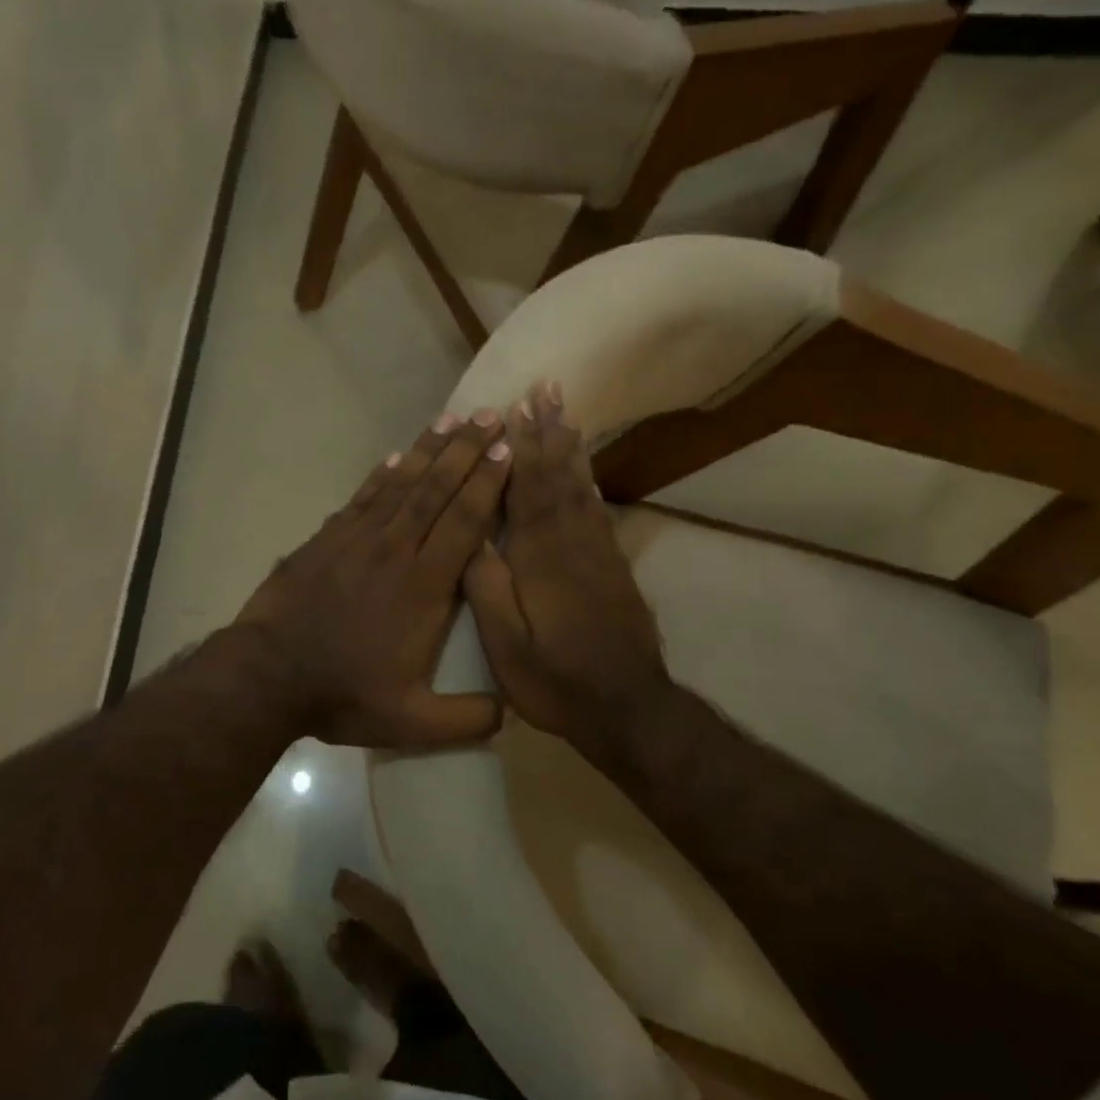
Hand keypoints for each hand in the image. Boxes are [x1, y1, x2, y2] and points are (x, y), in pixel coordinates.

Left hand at [235, 410, 511, 748]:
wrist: (269, 674)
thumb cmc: (344, 693)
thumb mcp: (412, 721)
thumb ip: (467, 717)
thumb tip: (512, 711)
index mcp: (424, 586)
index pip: (464, 522)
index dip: (488, 484)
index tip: (508, 450)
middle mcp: (395, 550)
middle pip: (437, 490)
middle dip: (467, 451)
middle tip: (492, 415)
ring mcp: (357, 539)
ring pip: (401, 485)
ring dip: (428, 450)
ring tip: (452, 419)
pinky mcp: (326, 539)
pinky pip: (362, 498)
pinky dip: (382, 475)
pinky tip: (395, 456)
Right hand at [463, 382, 668, 766]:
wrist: (628, 710)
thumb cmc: (556, 679)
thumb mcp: (507, 645)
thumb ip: (488, 588)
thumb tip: (472, 538)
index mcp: (542, 558)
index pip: (528, 490)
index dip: (522, 446)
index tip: (516, 407)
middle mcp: (573, 544)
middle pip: (559, 477)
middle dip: (550, 432)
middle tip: (547, 389)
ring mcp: (599, 555)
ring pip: (582, 489)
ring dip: (572, 449)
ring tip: (566, 415)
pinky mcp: (615, 569)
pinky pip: (598, 513)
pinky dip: (589, 483)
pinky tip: (586, 472)